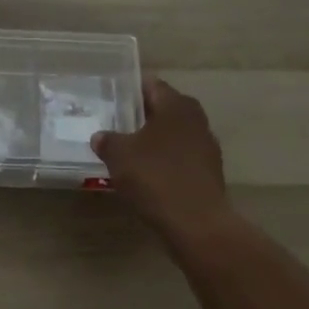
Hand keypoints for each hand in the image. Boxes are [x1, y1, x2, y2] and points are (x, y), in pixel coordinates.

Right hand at [92, 77, 231, 239]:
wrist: (196, 224)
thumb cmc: (156, 177)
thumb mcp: (119, 156)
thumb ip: (107, 141)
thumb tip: (100, 137)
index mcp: (177, 105)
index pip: (152, 85)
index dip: (130, 89)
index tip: (111, 96)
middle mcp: (196, 119)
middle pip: (164, 109)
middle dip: (141, 115)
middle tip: (116, 122)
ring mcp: (206, 147)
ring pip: (174, 134)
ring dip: (154, 139)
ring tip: (128, 149)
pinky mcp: (209, 172)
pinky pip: (181, 157)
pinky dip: (165, 160)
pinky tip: (147, 173)